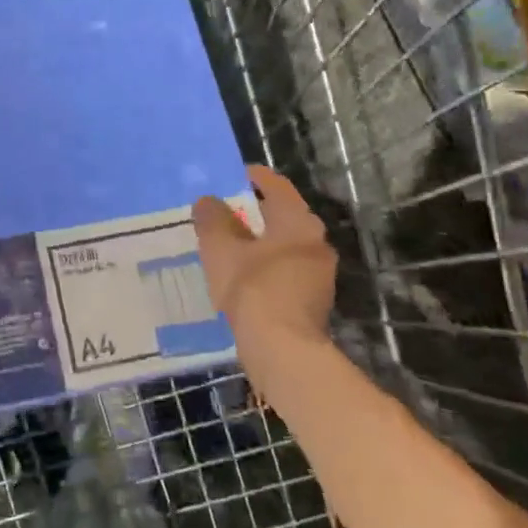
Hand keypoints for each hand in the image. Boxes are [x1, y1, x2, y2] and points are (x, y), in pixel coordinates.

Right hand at [194, 166, 337, 383]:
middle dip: (252, 212)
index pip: (276, 185)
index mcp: (298, 220)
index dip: (251, 177)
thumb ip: (212, 219)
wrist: (282, 350)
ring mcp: (319, 273)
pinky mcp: (313, 300)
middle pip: (281, 215)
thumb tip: (208, 201)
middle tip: (221, 213)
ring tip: (226, 247)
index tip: (229, 177)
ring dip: (258, 242)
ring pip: (284, 245)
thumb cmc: (252, 288)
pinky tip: (240, 278)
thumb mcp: (220, 248)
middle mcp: (316, 241)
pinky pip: (285, 270)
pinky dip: (264, 267)